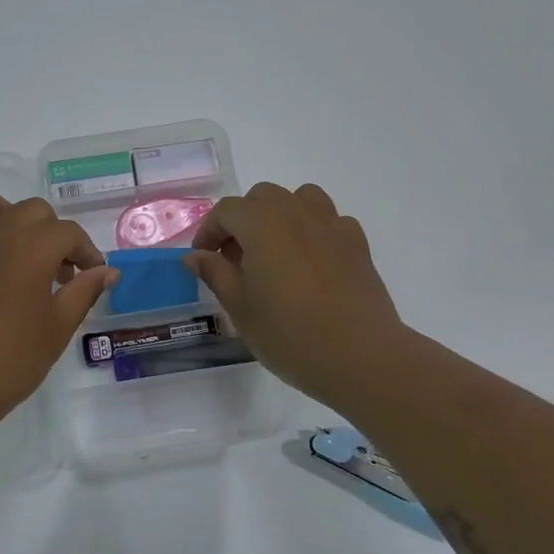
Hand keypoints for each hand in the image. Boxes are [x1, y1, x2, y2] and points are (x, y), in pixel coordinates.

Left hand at [0, 188, 117, 430]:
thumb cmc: (10, 360)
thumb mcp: (57, 327)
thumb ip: (84, 291)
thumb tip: (107, 271)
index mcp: (30, 247)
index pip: (67, 232)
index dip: (86, 252)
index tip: (93, 276)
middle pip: (33, 211)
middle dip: (54, 235)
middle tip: (61, 274)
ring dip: (11, 218)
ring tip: (21, 253)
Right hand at [186, 182, 406, 408]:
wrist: (358, 354)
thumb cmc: (288, 332)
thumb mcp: (239, 306)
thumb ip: (215, 273)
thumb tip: (194, 256)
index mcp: (261, 222)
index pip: (226, 211)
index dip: (209, 231)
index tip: (203, 258)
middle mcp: (296, 211)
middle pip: (262, 198)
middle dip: (243, 220)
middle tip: (236, 258)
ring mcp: (331, 224)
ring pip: (300, 199)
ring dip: (280, 216)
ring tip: (275, 251)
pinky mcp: (357, 243)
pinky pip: (329, 222)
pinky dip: (313, 232)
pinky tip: (311, 264)